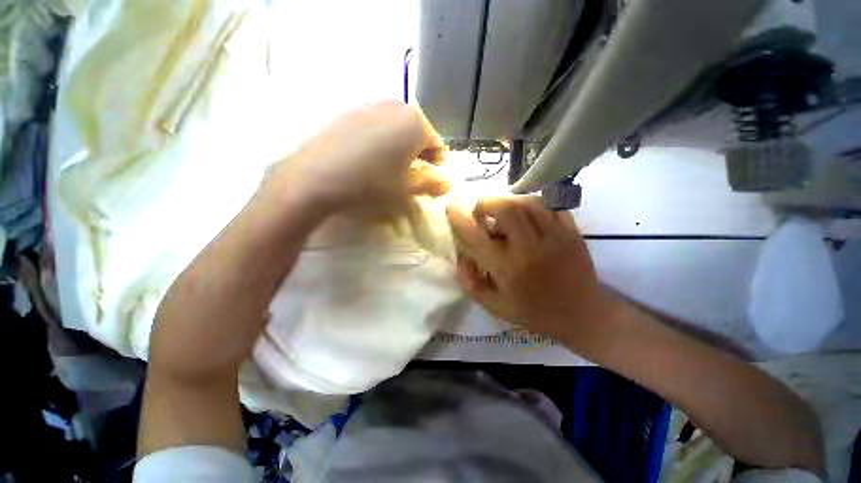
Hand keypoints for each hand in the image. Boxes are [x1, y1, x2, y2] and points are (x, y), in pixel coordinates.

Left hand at [267, 100, 448, 212]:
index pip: (436, 142)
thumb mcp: (407, 188)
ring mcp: (368, 106)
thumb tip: (445, 182)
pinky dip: (380, 142)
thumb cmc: (373, 183)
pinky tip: (370, 159)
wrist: (317, 177)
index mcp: (415, 122)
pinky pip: (374, 127)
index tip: (435, 177)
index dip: (438, 162)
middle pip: (416, 132)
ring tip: (392, 168)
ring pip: (395, 128)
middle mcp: (394, 106)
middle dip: (420, 153)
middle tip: (415, 174)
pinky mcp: (347, 113)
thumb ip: (431, 183)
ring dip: (400, 147)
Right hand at [446, 197, 612, 343]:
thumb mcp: (493, 305)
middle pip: (506, 208)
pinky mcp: (572, 232)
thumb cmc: (533, 312)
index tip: (452, 207)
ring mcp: (555, 237)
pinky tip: (527, 214)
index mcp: (507, 268)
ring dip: (509, 202)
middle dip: (486, 203)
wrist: (582, 315)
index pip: (475, 235)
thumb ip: (470, 281)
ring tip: (503, 214)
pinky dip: (533, 203)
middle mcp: (529, 248)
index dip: (459, 217)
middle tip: (482, 212)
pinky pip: (550, 205)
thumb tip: (459, 254)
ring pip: (528, 202)